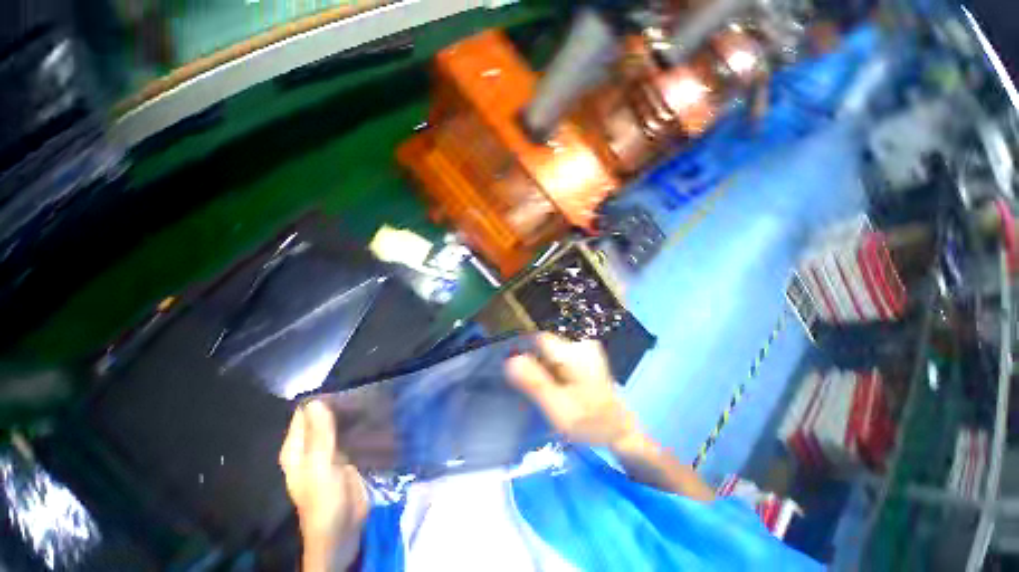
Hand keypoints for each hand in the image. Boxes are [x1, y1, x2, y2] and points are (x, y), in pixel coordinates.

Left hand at [280, 401, 368, 570]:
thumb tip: (317, 401)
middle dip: (339, 404)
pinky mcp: (348, 457)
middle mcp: (311, 448)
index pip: (303, 415)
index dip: (320, 399)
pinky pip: (353, 435)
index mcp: (296, 449)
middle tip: (362, 387)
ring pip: (339, 426)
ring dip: (351, 414)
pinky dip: (360, 425)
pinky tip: (374, 415)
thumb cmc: (324, 500)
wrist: (343, 530)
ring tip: (371, 395)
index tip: (343, 384)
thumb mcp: (320, 466)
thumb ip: (319, 435)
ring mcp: (331, 452)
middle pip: (323, 418)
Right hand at [505, 333, 639, 448]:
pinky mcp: (586, 355)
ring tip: (550, 391)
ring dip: (545, 368)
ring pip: (551, 352)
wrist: (619, 429)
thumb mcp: (558, 408)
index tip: (518, 374)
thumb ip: (534, 383)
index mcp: (574, 354)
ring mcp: (585, 349)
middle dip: (536, 364)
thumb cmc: (589, 422)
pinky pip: (560, 356)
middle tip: (538, 390)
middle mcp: (581, 345)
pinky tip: (560, 387)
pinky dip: (554, 369)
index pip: (539, 340)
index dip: (524, 353)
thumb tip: (510, 360)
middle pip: (545, 346)